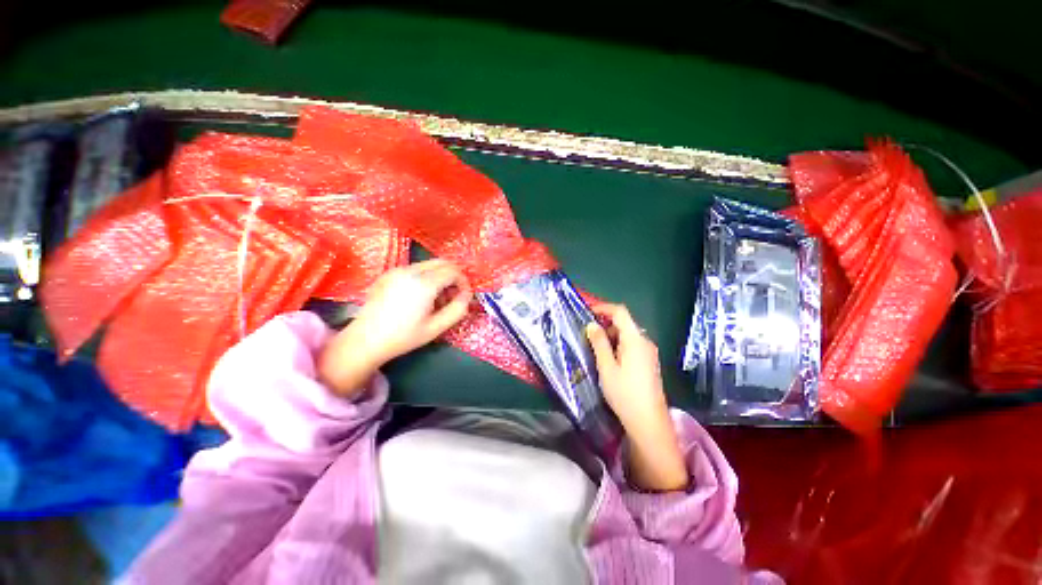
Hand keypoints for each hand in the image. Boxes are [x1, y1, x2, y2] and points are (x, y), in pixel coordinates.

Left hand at [318, 259, 472, 395]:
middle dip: (453, 276)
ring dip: (440, 276)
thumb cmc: (404, 337)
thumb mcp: (437, 327)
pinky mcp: (389, 273)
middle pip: (443, 262)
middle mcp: (411, 270)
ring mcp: (397, 270)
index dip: (464, 282)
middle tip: (453, 296)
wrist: (365, 340)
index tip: (464, 297)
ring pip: (429, 264)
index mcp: (424, 284)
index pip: (454, 271)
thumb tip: (467, 295)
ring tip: (436, 299)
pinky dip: (426, 277)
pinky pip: (416, 268)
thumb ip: (458, 309)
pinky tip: (419, 296)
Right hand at [586, 303, 687, 491]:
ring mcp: (649, 352)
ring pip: (627, 335)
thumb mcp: (606, 366)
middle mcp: (645, 341)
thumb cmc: (625, 393)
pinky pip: (632, 346)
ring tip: (594, 347)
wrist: (649, 422)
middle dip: (605, 324)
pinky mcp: (649, 363)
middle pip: (624, 323)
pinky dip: (618, 346)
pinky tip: (608, 359)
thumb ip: (599, 343)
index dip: (603, 308)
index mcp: (635, 339)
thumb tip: (592, 325)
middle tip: (587, 334)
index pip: (620, 312)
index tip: (587, 312)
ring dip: (610, 336)